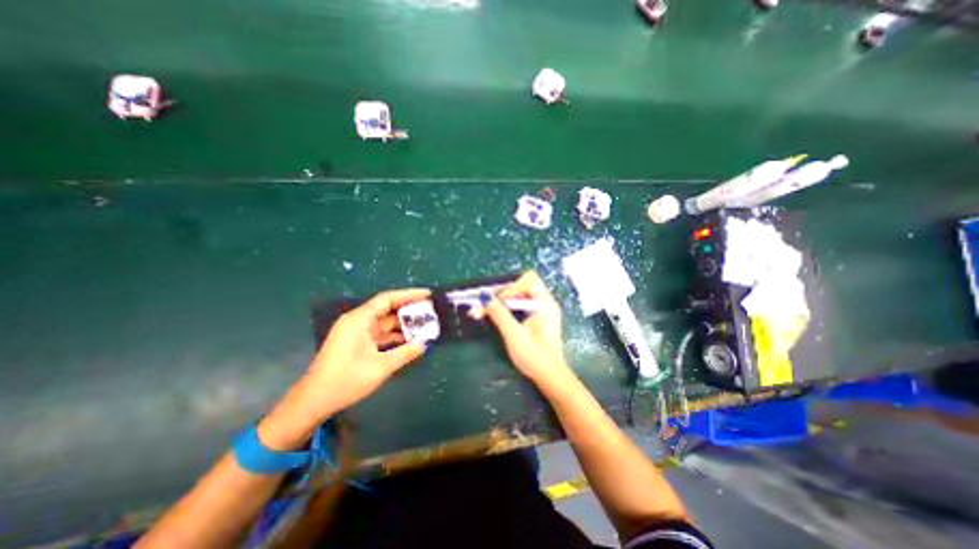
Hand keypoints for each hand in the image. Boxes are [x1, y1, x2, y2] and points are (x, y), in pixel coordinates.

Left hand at [304, 292, 429, 412]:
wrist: (314, 401)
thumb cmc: (346, 381)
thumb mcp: (380, 367)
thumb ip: (405, 353)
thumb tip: (424, 344)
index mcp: (359, 320)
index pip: (387, 299)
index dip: (409, 294)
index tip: (427, 294)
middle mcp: (357, 321)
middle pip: (387, 309)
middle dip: (408, 309)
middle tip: (429, 310)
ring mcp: (356, 332)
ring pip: (384, 322)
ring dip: (402, 324)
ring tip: (424, 325)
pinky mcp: (357, 342)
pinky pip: (380, 333)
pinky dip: (394, 335)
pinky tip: (409, 339)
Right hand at [476, 271, 571, 382]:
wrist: (550, 377)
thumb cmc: (535, 357)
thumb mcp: (514, 335)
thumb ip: (499, 314)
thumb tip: (484, 297)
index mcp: (545, 303)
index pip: (528, 280)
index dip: (511, 288)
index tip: (497, 303)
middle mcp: (545, 302)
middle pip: (522, 285)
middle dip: (502, 294)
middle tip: (485, 306)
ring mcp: (542, 309)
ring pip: (519, 295)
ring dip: (502, 301)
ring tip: (485, 312)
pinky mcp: (538, 317)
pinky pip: (521, 304)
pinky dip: (508, 308)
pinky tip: (497, 316)